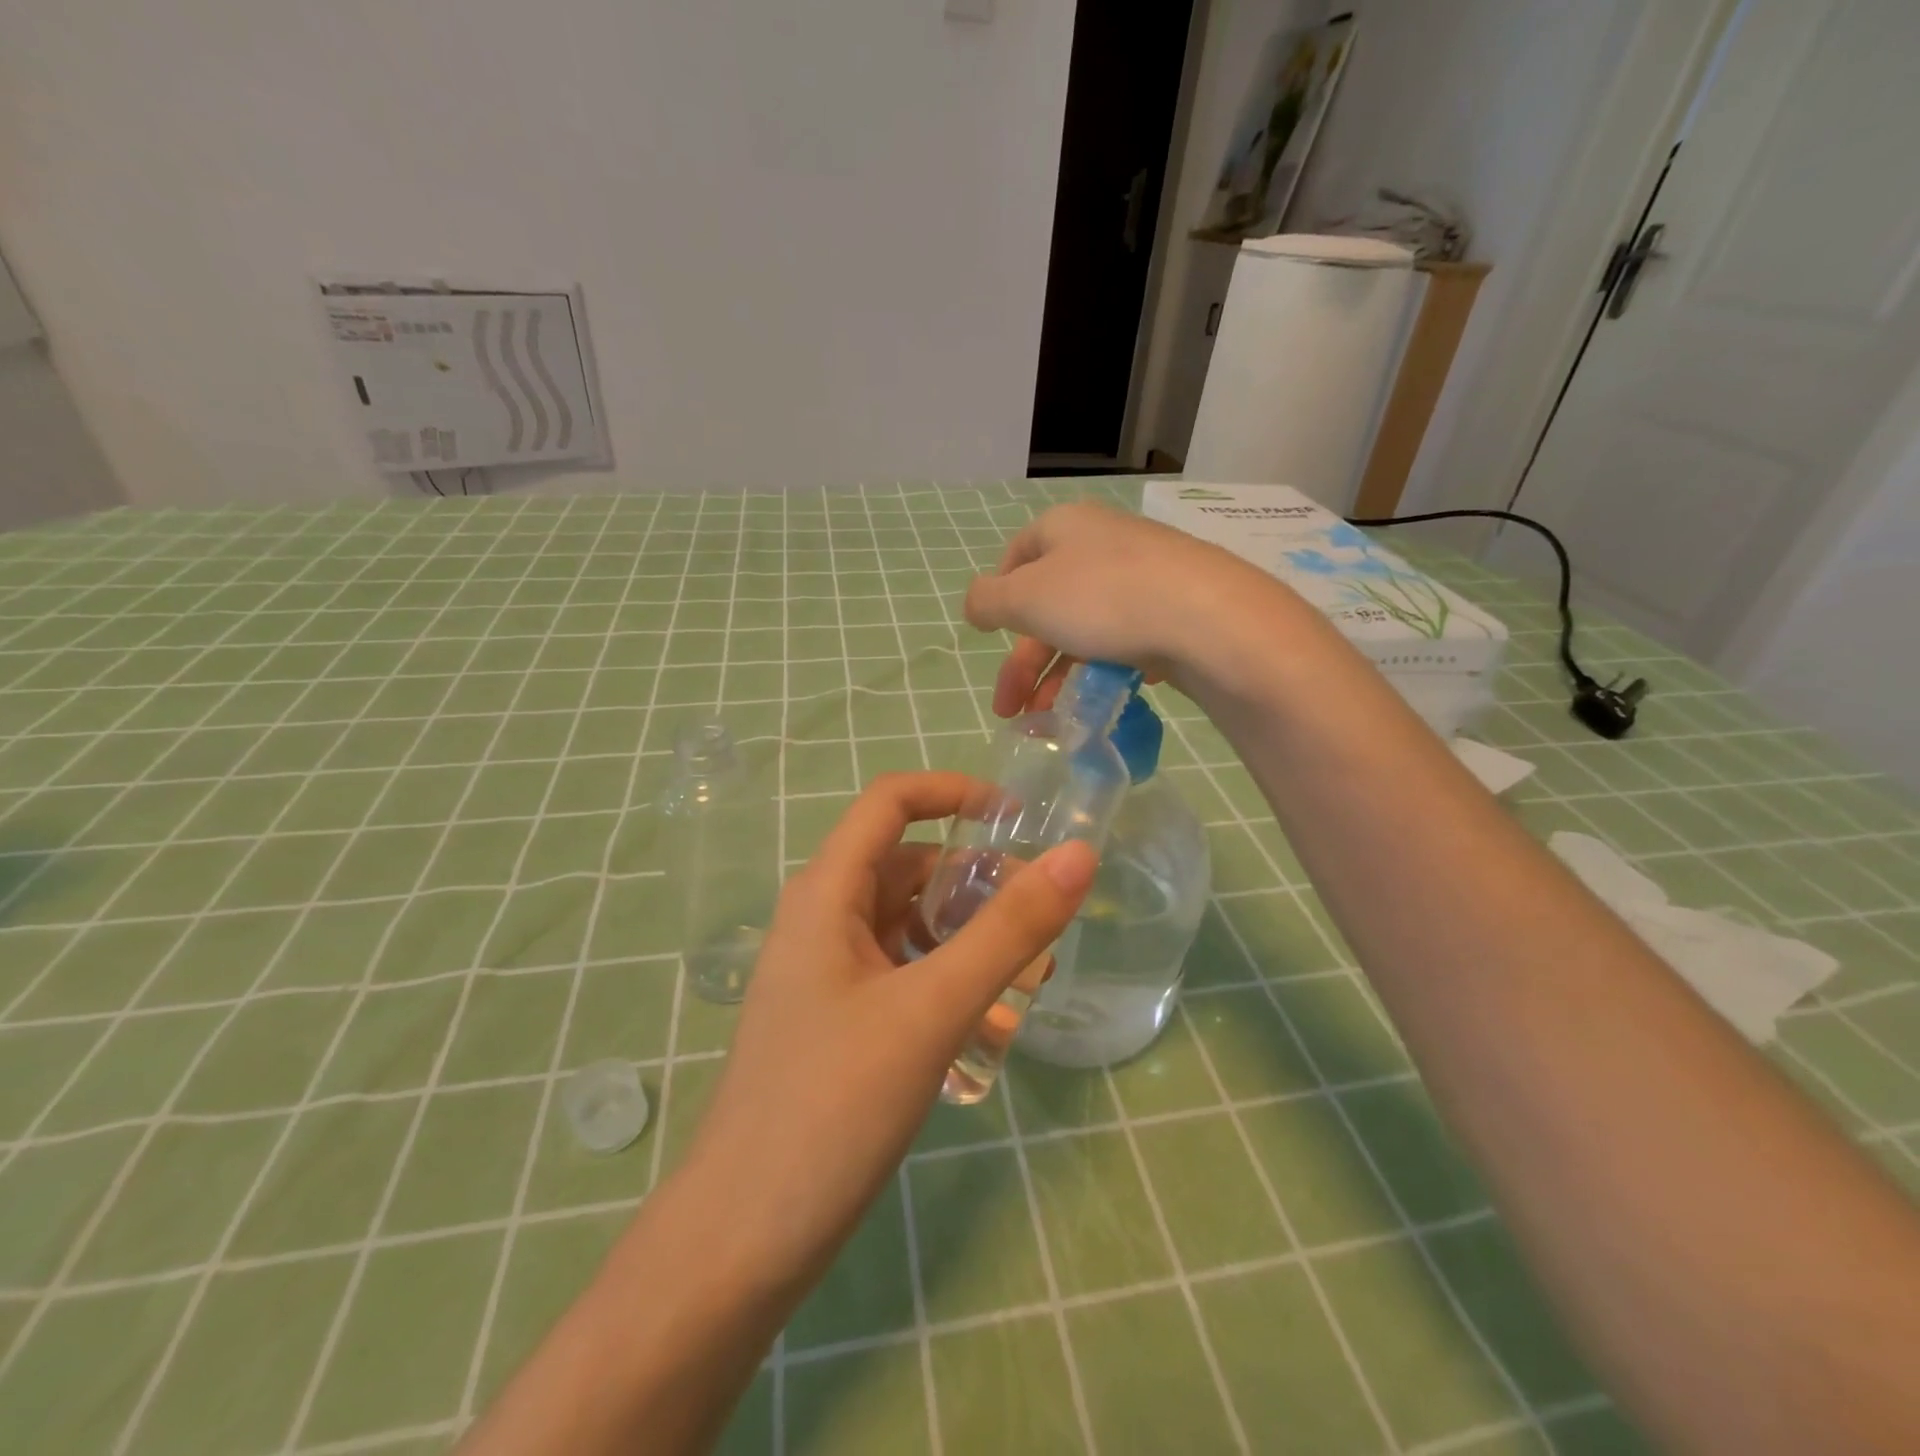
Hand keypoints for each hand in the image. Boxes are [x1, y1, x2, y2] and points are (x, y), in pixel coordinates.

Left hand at [675, 771, 1096, 1290]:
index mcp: (826, 892)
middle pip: (906, 864)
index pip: (890, 801)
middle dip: (974, 879)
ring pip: (907, 921)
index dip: (953, 792)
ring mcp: (826, 971)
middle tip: (1040, 922)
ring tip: (1026, 975)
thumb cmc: (831, 1106)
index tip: (1018, 819)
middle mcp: (821, 918)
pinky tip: (984, 1017)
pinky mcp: (837, 1017)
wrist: (742, 1239)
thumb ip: (1008, 931)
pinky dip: (944, 974)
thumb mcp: (932, 1010)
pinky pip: (900, 969)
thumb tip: (1076, 856)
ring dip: (965, 932)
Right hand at [962, 500, 1302, 715]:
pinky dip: (1107, 669)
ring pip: (1088, 627)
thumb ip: (987, 601)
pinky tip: (1104, 698)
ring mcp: (1146, 574)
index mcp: (1065, 528)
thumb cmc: (1104, 600)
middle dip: (1024, 662)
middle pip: (1049, 603)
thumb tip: (976, 604)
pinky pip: (1128, 638)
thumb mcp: (1026, 599)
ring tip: (1051, 721)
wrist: (1210, 620)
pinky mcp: (1178, 608)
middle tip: (1010, 709)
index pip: (1017, 555)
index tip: (992, 638)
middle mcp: (1104, 542)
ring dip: (1060, 676)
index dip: (999, 598)